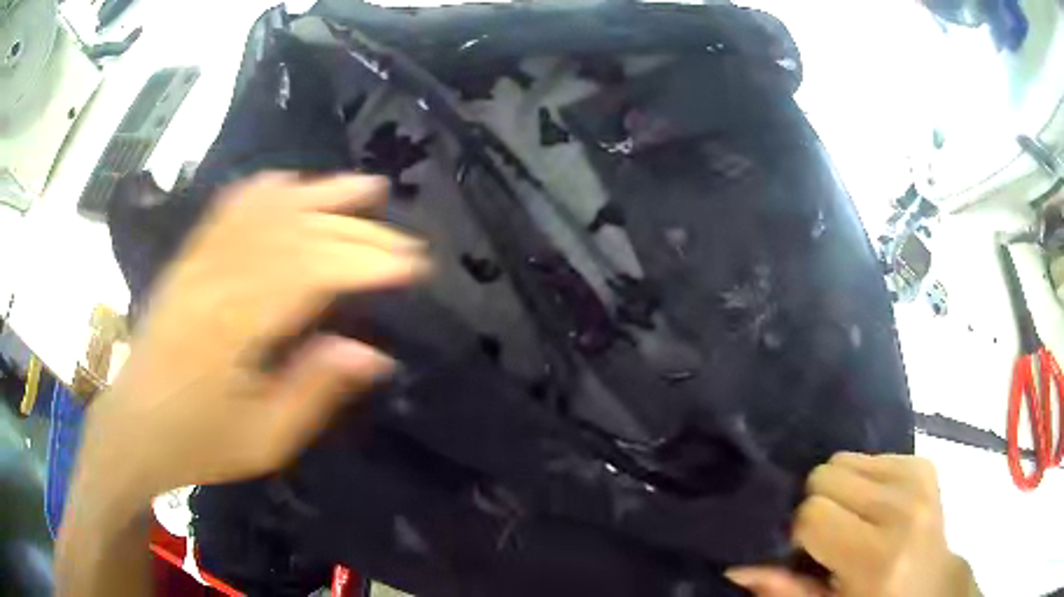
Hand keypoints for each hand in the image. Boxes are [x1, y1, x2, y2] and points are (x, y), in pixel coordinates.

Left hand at [76, 173, 429, 513]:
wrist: (133, 427)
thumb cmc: (198, 442)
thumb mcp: (263, 440)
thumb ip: (314, 392)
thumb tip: (372, 353)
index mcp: (235, 325)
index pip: (312, 271)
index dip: (367, 260)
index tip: (413, 263)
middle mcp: (217, 278)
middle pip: (295, 233)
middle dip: (357, 230)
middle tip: (404, 239)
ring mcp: (199, 261)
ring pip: (265, 209)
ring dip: (319, 192)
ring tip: (365, 185)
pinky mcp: (188, 259)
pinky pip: (229, 209)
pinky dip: (265, 190)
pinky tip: (290, 182)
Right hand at [726, 454, 978, 596]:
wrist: (931, 586)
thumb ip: (785, 590)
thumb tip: (737, 564)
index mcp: (878, 557)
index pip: (813, 514)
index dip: (800, 532)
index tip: (807, 552)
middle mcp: (903, 509)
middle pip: (826, 475)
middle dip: (817, 504)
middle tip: (829, 536)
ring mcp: (918, 479)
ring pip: (844, 459)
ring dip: (839, 489)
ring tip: (854, 520)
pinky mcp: (924, 462)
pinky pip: (869, 455)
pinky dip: (862, 480)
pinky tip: (874, 507)